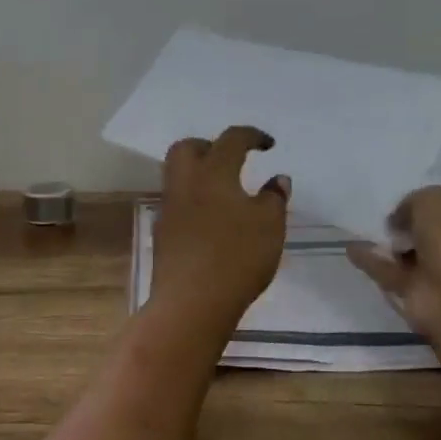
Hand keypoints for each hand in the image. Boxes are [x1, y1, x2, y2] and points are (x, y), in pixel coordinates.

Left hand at [151, 125, 289, 323]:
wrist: (191, 303)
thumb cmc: (236, 257)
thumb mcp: (270, 226)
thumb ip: (274, 198)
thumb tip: (277, 180)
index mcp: (213, 172)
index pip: (230, 139)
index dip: (251, 136)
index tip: (268, 145)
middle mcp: (185, 183)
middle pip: (188, 148)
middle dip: (210, 146)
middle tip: (233, 160)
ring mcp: (169, 209)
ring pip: (178, 175)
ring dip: (200, 174)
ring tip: (226, 192)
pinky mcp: (163, 234)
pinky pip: (178, 203)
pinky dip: (195, 201)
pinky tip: (213, 221)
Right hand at [346, 188, 440, 354]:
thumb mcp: (432, 199)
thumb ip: (414, 201)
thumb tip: (400, 218)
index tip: (436, 191)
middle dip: (422, 223)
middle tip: (395, 211)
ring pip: (419, 256)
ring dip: (395, 245)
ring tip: (368, 227)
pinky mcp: (425, 296)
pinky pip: (395, 274)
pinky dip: (375, 263)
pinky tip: (351, 249)